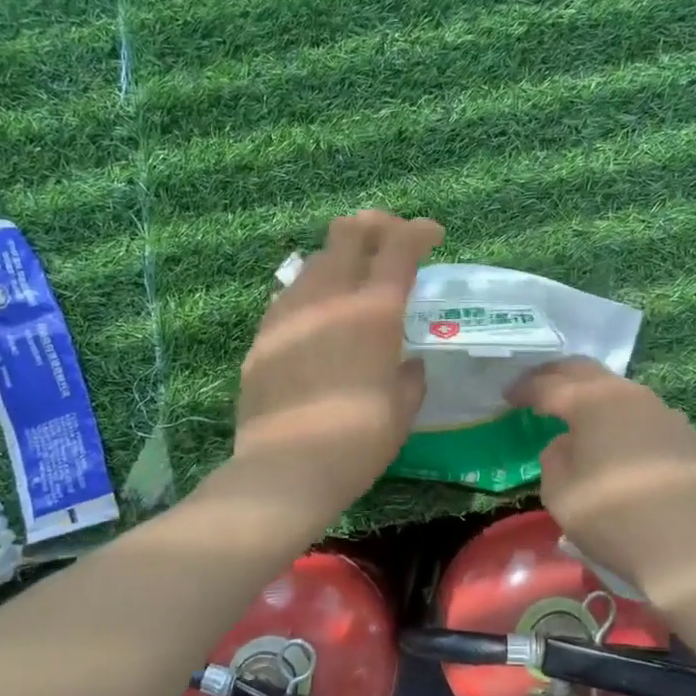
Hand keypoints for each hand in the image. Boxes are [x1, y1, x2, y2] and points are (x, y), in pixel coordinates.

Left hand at [233, 211, 444, 527]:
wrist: (285, 470)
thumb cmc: (357, 442)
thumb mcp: (401, 410)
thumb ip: (409, 376)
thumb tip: (406, 362)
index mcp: (373, 313)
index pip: (399, 248)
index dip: (419, 232)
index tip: (432, 235)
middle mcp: (330, 298)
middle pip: (348, 233)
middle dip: (375, 225)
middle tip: (390, 240)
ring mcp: (290, 312)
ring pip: (315, 259)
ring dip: (341, 257)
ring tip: (354, 278)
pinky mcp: (263, 334)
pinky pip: (291, 293)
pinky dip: (313, 290)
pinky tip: (319, 315)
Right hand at [507, 359, 695, 610]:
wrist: (684, 551)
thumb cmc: (610, 519)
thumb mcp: (558, 492)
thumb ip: (554, 455)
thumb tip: (567, 443)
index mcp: (593, 403)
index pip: (549, 385)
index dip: (525, 389)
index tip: (508, 396)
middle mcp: (630, 395)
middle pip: (586, 372)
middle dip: (557, 375)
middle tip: (537, 387)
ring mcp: (665, 412)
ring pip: (620, 390)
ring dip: (594, 395)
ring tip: (578, 411)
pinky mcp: (688, 435)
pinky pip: (648, 416)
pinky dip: (626, 420)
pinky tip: (621, 440)